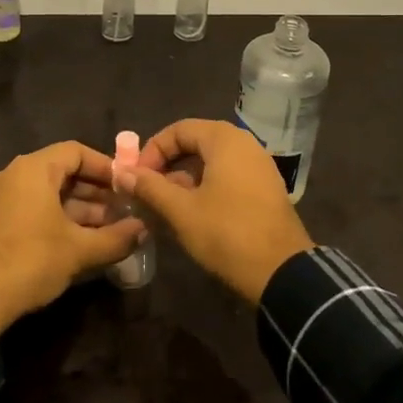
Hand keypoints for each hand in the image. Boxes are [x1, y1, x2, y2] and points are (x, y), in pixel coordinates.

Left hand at [0, 141, 145, 333]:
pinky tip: (82, 242)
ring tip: (110, 230)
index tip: (128, 184)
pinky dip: (59, 220)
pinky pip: (34, 210)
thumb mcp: (79, 250)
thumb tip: (144, 230)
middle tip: (124, 210)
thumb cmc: (30, 261)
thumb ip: (116, 237)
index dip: (105, 166)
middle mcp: (14, 175)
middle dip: (96, 192)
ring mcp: (1, 199)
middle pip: (63, 172)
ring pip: (49, 194)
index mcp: (33, 169)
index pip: (76, 151)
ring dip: (80, 210)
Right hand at [122, 119, 313, 304]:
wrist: (282, 272)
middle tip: (147, 188)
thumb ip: (150, 187)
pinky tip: (193, 212)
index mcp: (225, 140)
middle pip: (197, 142)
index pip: (179, 129)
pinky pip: (229, 175)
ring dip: (186, 177)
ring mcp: (259, 166)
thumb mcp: (181, 211)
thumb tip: (121, 172)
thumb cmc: (227, 233)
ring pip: (213, 161)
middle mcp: (245, 144)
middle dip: (168, 163)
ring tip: (165, 203)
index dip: (152, 150)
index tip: (136, 177)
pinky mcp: (266, 188)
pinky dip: (207, 186)